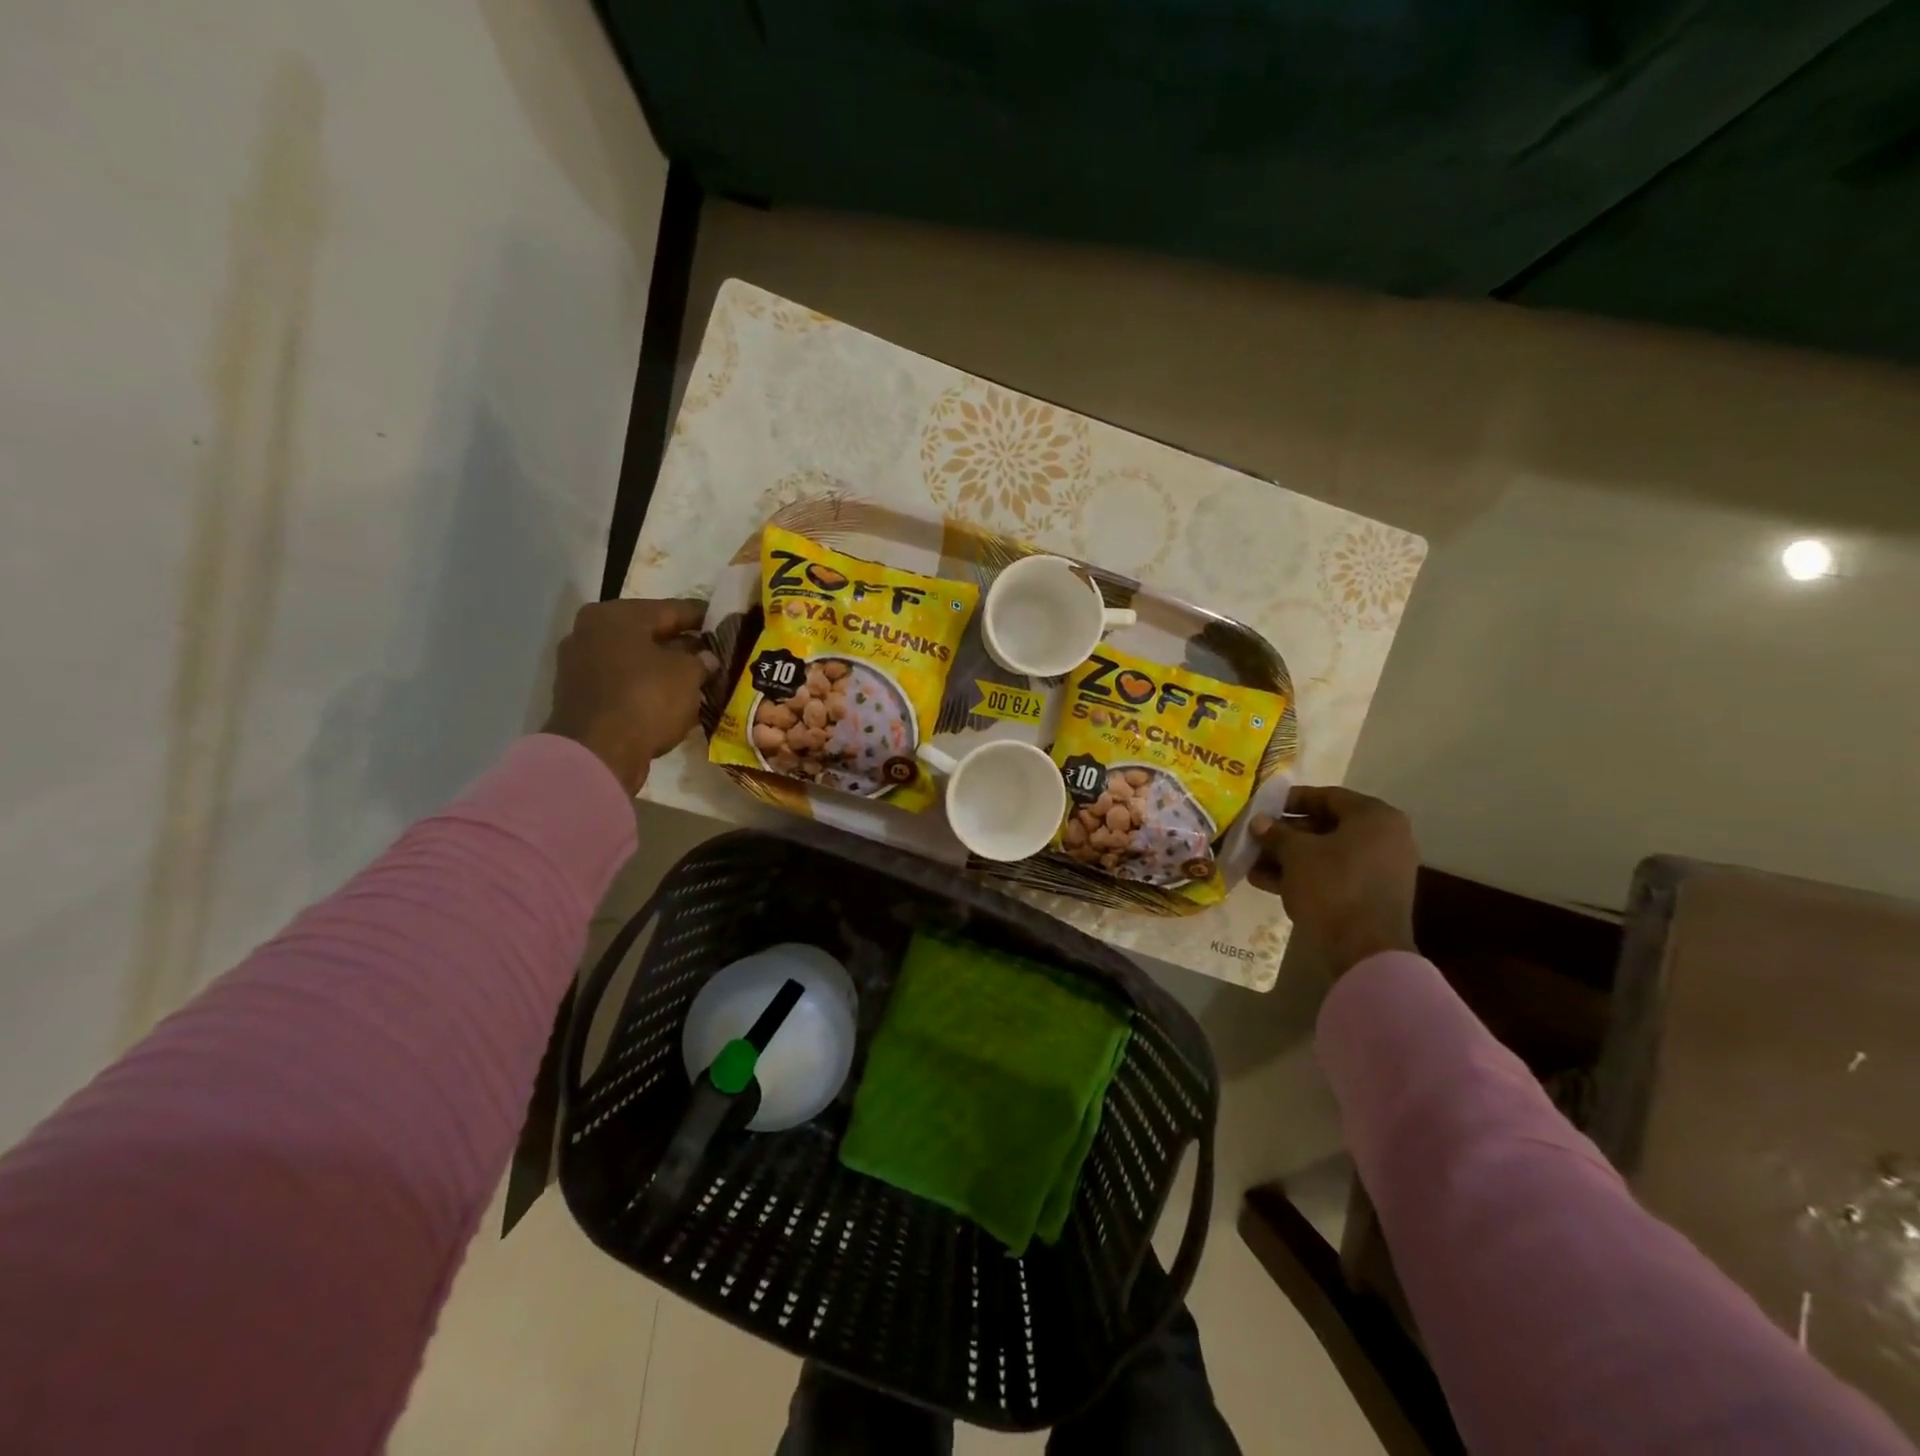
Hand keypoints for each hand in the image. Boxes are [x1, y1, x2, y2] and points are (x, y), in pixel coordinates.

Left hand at [543, 599, 719, 793]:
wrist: (597, 754)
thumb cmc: (646, 699)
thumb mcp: (688, 675)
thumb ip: (702, 660)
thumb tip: (706, 658)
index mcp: (616, 615)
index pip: (671, 609)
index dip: (703, 617)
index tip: (726, 622)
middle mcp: (591, 631)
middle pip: (649, 634)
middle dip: (682, 644)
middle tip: (714, 654)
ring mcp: (580, 664)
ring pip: (635, 659)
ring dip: (664, 668)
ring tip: (698, 679)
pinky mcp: (580, 696)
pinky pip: (623, 683)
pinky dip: (646, 687)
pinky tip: (671, 698)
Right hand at [1249, 785, 1418, 978]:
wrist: (1365, 950)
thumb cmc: (1332, 886)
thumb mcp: (1295, 854)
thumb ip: (1276, 833)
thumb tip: (1259, 822)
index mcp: (1374, 817)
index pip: (1327, 796)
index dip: (1290, 800)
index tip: (1263, 807)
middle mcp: (1385, 837)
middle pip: (1326, 826)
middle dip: (1286, 834)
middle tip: (1255, 838)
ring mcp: (1381, 868)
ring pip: (1326, 854)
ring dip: (1289, 857)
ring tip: (1253, 863)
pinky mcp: (1372, 895)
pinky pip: (1334, 876)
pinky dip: (1304, 876)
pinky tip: (1267, 882)